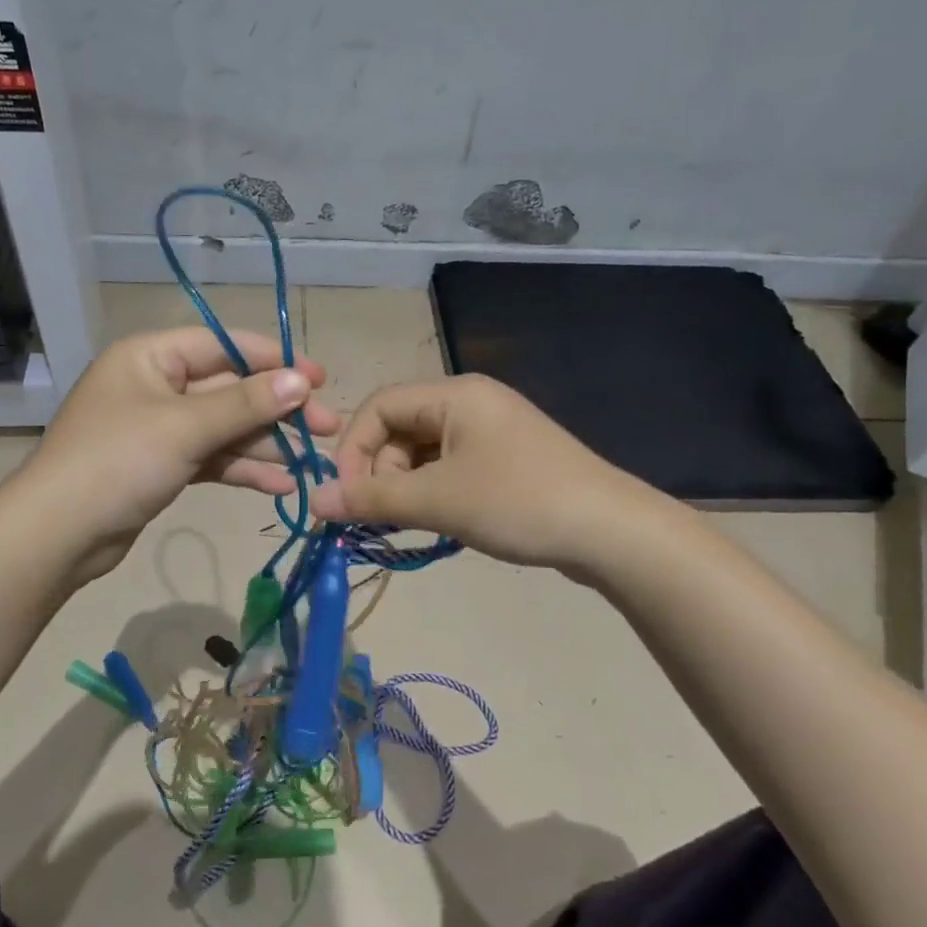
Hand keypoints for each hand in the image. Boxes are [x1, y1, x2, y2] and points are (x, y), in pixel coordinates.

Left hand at [19, 327, 339, 581]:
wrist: (59, 535)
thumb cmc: (118, 462)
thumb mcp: (186, 427)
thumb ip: (246, 402)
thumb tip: (302, 379)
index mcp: (152, 356)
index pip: (224, 345)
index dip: (274, 359)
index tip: (318, 377)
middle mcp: (157, 385)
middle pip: (230, 389)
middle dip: (277, 410)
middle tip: (328, 426)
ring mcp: (160, 428)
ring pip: (225, 427)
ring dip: (266, 445)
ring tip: (313, 463)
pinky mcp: (163, 465)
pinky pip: (212, 457)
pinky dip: (243, 469)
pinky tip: (281, 486)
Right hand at [311, 374, 628, 571]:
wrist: (611, 532)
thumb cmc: (519, 502)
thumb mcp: (439, 500)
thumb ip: (372, 500)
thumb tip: (314, 502)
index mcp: (454, 394)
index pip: (378, 406)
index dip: (352, 449)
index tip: (346, 497)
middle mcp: (470, 403)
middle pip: (399, 429)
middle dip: (380, 474)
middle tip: (381, 519)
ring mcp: (490, 431)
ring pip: (423, 453)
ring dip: (405, 488)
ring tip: (407, 526)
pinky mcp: (505, 460)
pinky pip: (450, 468)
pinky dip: (432, 493)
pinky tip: (436, 523)